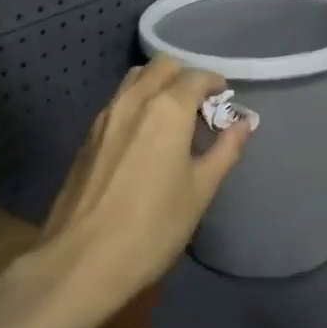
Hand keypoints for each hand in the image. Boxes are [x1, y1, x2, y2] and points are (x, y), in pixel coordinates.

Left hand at [37, 55, 251, 318]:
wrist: (81, 261)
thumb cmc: (153, 226)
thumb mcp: (201, 190)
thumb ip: (225, 150)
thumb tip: (244, 123)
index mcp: (167, 107)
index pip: (196, 77)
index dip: (215, 84)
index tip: (225, 101)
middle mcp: (134, 100)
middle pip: (162, 67)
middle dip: (184, 77)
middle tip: (199, 107)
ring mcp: (105, 116)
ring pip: (135, 79)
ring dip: (157, 85)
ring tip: (172, 119)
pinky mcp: (87, 137)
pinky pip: (118, 103)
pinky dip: (137, 104)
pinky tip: (144, 138)